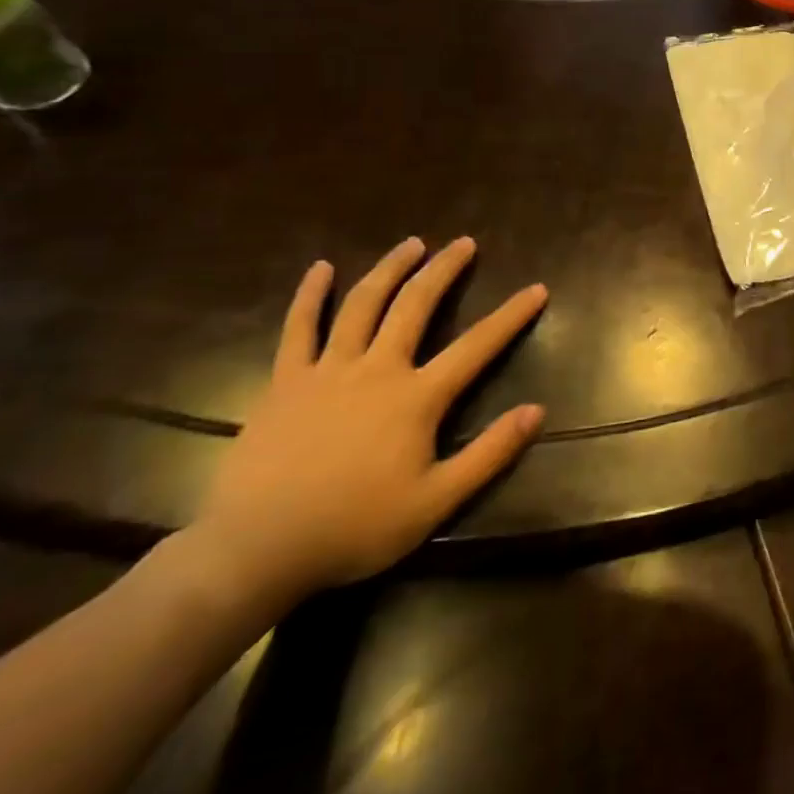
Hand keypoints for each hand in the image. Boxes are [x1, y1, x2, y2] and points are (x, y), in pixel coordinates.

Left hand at [189, 237, 546, 606]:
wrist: (255, 550)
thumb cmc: (354, 528)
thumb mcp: (435, 502)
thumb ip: (490, 453)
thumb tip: (537, 411)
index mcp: (417, 397)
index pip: (477, 346)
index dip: (511, 316)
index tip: (538, 289)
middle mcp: (377, 369)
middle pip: (416, 306)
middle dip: (444, 270)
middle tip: (464, 243)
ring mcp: (327, 371)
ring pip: (363, 304)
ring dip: (390, 269)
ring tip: (412, 244)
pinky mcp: (285, 382)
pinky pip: (298, 329)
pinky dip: (310, 296)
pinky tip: (321, 269)